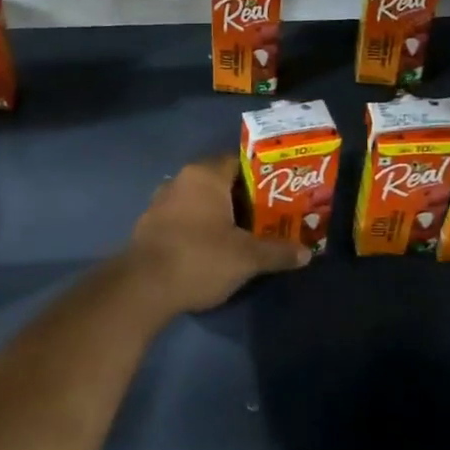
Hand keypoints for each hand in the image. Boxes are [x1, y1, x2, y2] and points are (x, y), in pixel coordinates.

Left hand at [124, 155, 309, 312]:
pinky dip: (200, 228)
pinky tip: (215, 248)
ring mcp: (160, 203)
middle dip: (244, 199)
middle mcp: (179, 181)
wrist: (143, 288)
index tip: (282, 192)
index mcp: (204, 175)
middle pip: (220, 182)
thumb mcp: (246, 258)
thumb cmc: (199, 258)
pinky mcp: (149, 226)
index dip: (263, 176)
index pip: (239, 162)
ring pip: (200, 202)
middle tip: (270, 216)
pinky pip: (183, 219)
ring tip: (246, 234)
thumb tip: (307, 253)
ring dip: (221, 215)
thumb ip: (277, 252)